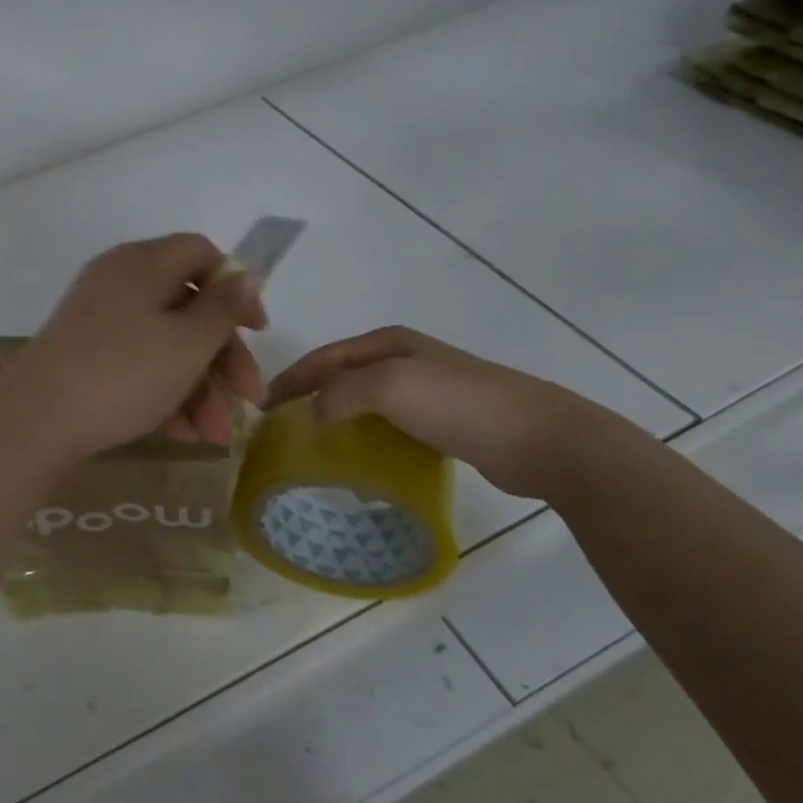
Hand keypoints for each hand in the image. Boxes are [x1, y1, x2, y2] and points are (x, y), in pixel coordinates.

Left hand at [2, 234, 268, 459]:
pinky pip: (136, 364)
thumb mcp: (187, 342)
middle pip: (186, 307)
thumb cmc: (124, 372)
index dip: (236, 288)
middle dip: (222, 358)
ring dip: (198, 388)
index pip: (200, 254)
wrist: (35, 420)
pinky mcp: (84, 357)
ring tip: (214, 437)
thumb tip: (246, 275)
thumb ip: (223, 308)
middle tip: (249, 400)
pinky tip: (182, 434)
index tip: (258, 330)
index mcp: (142, 263)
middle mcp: (118, 283)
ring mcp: (97, 321)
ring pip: (164, 344)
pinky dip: (163, 393)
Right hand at [267, 327, 615, 498]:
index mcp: (388, 342)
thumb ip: (341, 393)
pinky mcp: (443, 422)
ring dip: (335, 418)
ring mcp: (426, 390)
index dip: (290, 378)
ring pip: (363, 401)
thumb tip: (312, 414)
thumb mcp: (390, 386)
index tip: (261, 406)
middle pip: (341, 376)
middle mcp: (404, 360)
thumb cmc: (460, 404)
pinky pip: (387, 425)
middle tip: (281, 429)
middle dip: (308, 396)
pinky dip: (364, 436)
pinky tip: (358, 459)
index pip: (323, 357)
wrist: (542, 439)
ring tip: (311, 446)